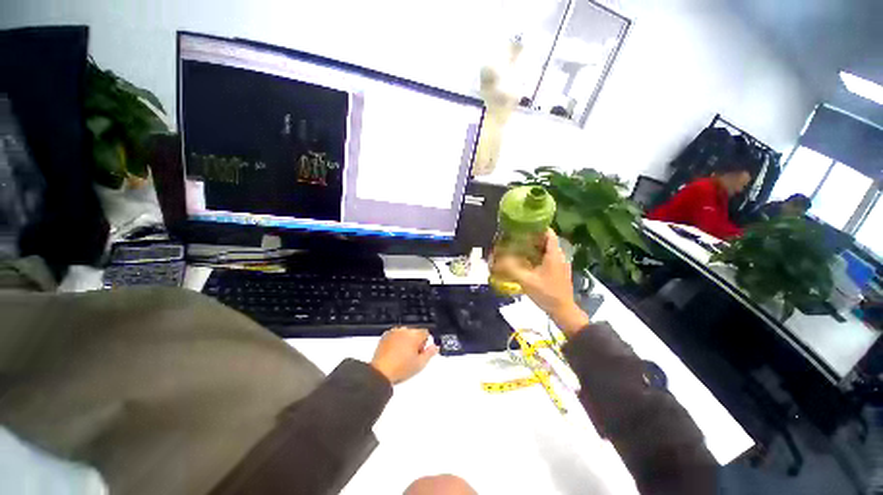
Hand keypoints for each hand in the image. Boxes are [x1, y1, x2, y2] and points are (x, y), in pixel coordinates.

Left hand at [371, 327, 438, 383]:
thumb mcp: (420, 364)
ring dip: (406, 341)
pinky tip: (394, 353)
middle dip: (415, 342)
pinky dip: (396, 341)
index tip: (421, 352)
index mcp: (415, 335)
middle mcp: (405, 330)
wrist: (381, 372)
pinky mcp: (385, 335)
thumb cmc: (399, 369)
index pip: (426, 332)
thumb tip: (435, 347)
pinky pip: (395, 335)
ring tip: (402, 356)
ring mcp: (394, 332)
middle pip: (415, 332)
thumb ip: (430, 353)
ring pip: (405, 334)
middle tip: (412, 356)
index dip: (425, 343)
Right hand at [492, 229, 588, 336]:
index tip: (525, 225)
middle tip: (518, 235)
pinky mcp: (558, 271)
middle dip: (533, 236)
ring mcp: (560, 264)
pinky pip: (548, 257)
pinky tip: (527, 260)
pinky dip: (538, 255)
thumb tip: (498, 260)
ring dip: (535, 246)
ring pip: (548, 249)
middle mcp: (559, 257)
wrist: (563, 310)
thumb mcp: (527, 281)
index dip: (539, 227)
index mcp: (554, 255)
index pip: (549, 234)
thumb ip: (512, 269)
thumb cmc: (547, 293)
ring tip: (520, 245)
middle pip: (547, 240)